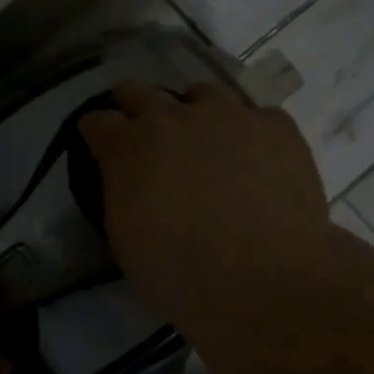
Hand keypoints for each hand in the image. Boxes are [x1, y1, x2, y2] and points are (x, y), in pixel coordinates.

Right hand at [79, 83, 332, 326]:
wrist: (264, 280)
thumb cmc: (180, 272)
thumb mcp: (124, 239)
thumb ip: (122, 193)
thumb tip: (130, 181)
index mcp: (128, 147)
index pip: (98, 122)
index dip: (97, 132)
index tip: (100, 144)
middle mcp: (173, 118)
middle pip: (141, 93)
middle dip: (135, 107)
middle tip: (142, 130)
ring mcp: (228, 116)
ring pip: (203, 94)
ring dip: (195, 111)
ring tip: (205, 137)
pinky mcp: (276, 127)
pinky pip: (257, 116)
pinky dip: (250, 132)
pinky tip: (258, 157)